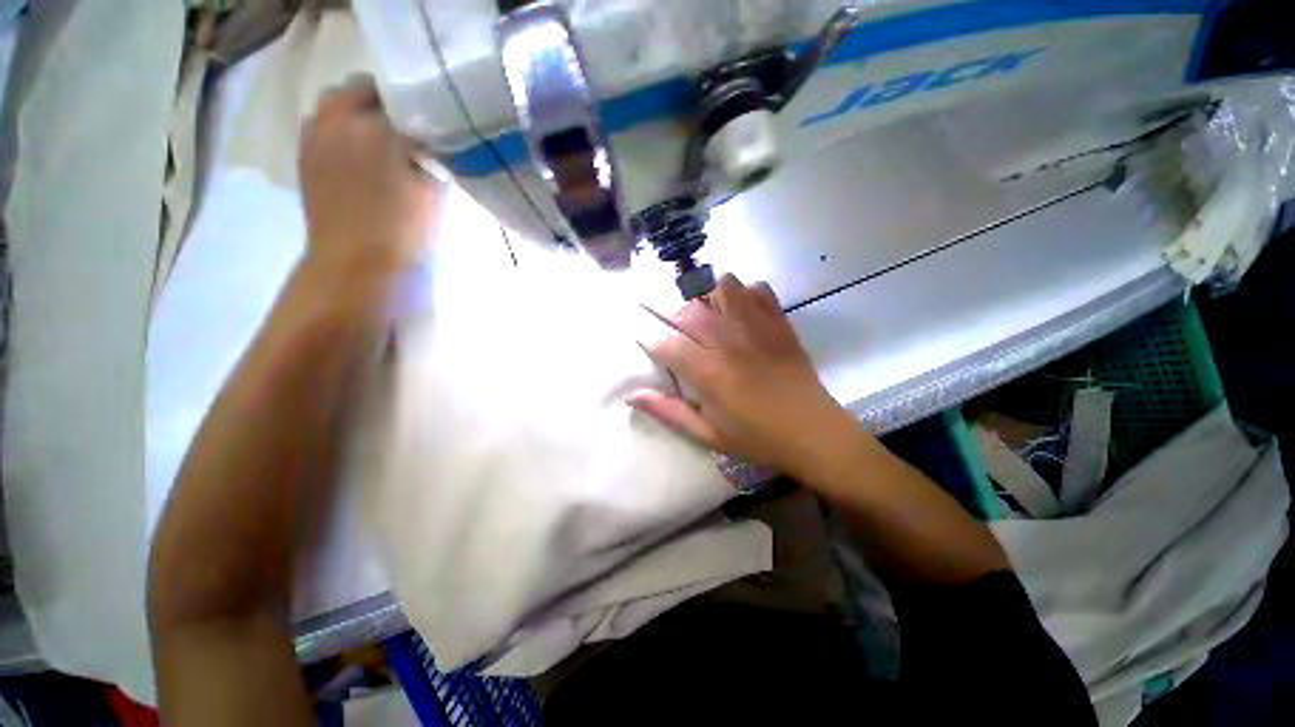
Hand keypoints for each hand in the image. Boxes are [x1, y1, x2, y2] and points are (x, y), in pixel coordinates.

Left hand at [298, 74, 436, 285]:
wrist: (357, 265)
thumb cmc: (405, 233)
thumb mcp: (434, 193)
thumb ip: (433, 156)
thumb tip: (429, 139)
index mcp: (379, 129)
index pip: (404, 98)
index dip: (420, 109)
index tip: (431, 127)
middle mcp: (340, 120)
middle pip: (362, 89)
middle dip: (385, 103)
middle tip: (407, 130)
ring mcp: (315, 135)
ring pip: (336, 102)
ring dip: (358, 112)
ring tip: (378, 139)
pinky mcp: (304, 154)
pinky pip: (320, 123)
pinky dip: (339, 128)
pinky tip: (355, 152)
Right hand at [629, 274, 863, 479]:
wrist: (814, 433)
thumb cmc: (757, 439)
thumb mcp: (707, 435)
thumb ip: (668, 412)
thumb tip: (631, 395)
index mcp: (708, 373)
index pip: (666, 343)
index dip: (649, 338)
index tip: (644, 339)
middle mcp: (729, 342)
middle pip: (689, 311)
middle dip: (672, 315)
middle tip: (676, 331)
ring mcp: (757, 328)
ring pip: (724, 288)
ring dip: (708, 296)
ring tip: (707, 315)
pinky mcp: (780, 324)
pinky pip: (759, 290)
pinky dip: (745, 293)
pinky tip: (741, 311)